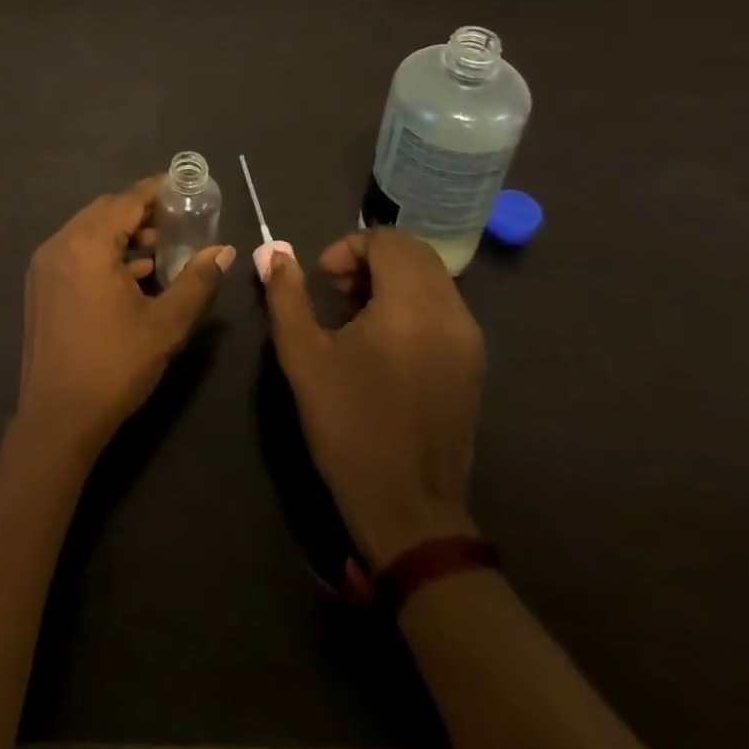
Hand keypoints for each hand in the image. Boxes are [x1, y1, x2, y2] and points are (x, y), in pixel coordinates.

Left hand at [17, 177, 234, 458]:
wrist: (57, 419)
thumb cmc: (114, 366)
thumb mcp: (166, 324)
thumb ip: (197, 281)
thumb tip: (224, 250)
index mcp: (86, 245)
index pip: (126, 200)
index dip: (155, 190)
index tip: (183, 187)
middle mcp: (60, 245)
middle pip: (104, 211)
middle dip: (140, 211)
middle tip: (176, 219)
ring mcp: (45, 266)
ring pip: (88, 232)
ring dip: (122, 233)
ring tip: (159, 247)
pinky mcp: (40, 286)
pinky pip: (75, 252)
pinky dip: (103, 253)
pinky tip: (132, 274)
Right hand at [260, 228, 484, 566]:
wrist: (407, 508)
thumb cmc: (348, 426)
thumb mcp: (302, 356)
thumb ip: (286, 295)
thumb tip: (275, 252)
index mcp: (410, 307)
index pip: (388, 240)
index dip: (348, 247)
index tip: (323, 279)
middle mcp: (450, 313)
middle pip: (414, 253)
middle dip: (371, 258)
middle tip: (337, 290)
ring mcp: (469, 340)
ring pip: (432, 278)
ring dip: (392, 278)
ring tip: (357, 314)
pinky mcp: (474, 364)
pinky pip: (445, 306)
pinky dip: (413, 302)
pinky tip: (384, 340)